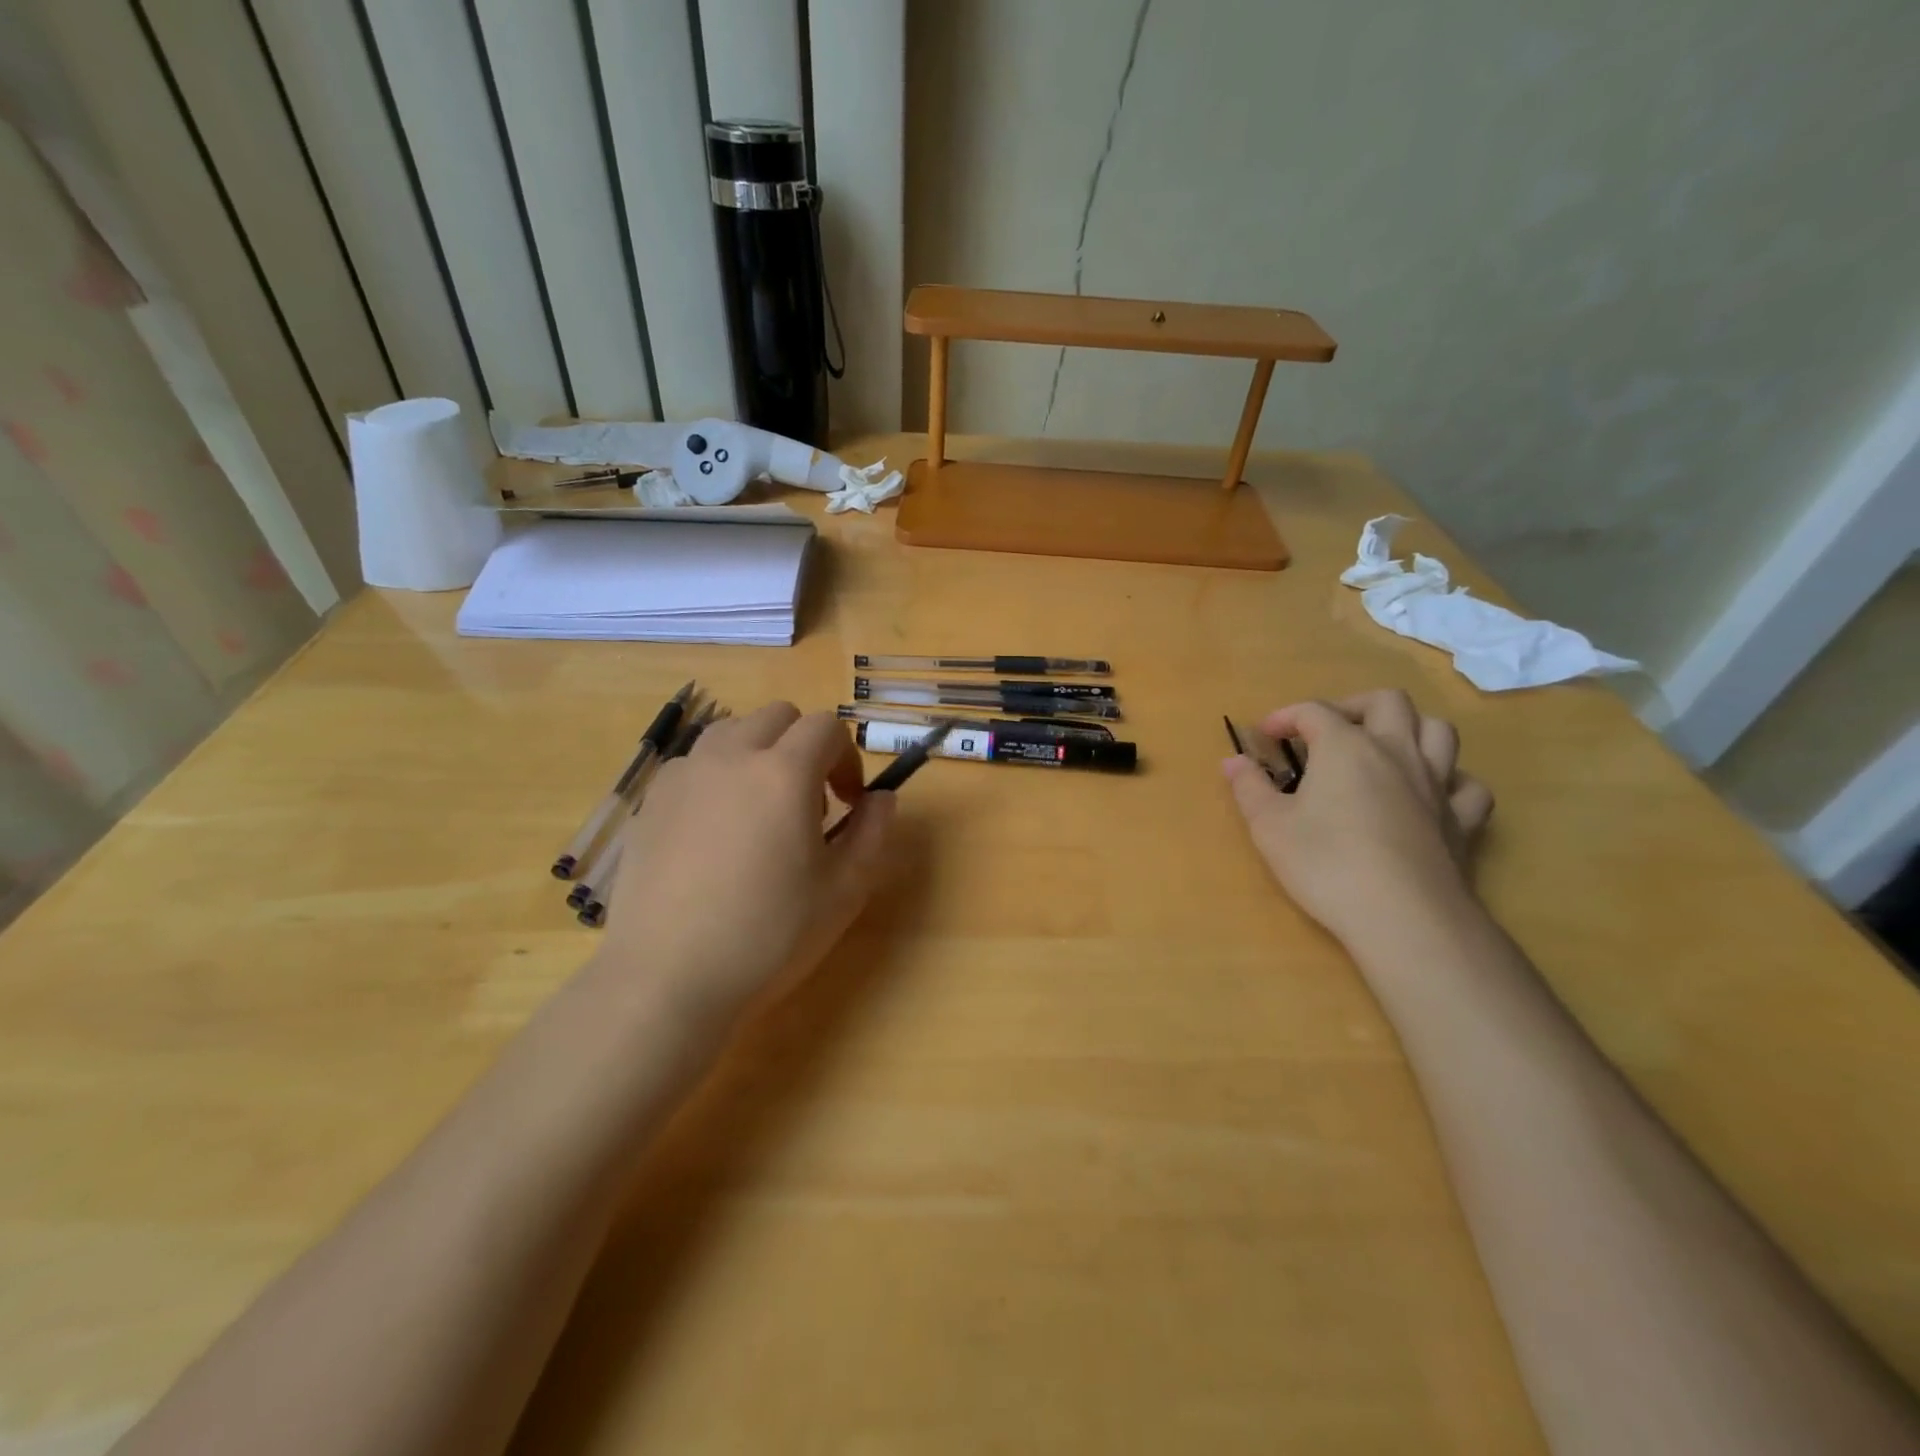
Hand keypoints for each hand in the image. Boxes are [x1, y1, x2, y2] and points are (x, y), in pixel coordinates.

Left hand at [597, 703, 895, 1025]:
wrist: (668, 978)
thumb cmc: (769, 935)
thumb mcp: (844, 889)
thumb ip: (873, 832)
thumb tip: (882, 797)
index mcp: (784, 772)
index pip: (826, 727)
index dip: (848, 758)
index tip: (849, 802)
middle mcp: (730, 757)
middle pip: (778, 717)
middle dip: (804, 746)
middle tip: (808, 804)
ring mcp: (684, 775)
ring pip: (731, 732)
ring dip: (759, 754)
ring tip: (760, 812)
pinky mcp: (651, 801)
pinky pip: (696, 764)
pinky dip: (719, 777)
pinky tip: (716, 834)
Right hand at [1224, 690, 1493, 943]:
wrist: (1402, 916)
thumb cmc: (1325, 864)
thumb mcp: (1269, 826)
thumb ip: (1249, 787)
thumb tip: (1233, 760)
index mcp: (1346, 747)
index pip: (1314, 711)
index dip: (1285, 716)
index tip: (1265, 736)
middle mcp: (1396, 752)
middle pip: (1387, 702)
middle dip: (1353, 707)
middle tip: (1328, 731)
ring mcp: (1436, 784)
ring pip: (1437, 731)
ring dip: (1409, 728)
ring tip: (1383, 748)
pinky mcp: (1462, 821)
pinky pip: (1467, 785)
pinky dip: (1450, 779)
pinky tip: (1431, 793)